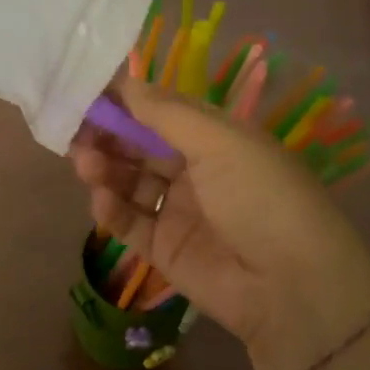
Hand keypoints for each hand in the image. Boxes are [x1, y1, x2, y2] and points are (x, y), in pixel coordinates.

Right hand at [71, 76, 369, 369]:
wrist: (293, 287)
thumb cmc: (261, 197)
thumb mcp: (221, 142)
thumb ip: (167, 113)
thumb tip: (126, 82)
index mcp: (216, 137)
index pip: (162, 111)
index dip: (126, 103)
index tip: (89, 96)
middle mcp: (196, 170)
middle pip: (140, 146)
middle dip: (109, 136)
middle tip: (77, 133)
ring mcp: (179, 211)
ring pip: (130, 182)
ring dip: (105, 169)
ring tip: (86, 165)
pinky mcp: (165, 250)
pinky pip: (130, 223)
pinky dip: (111, 210)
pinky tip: (101, 201)